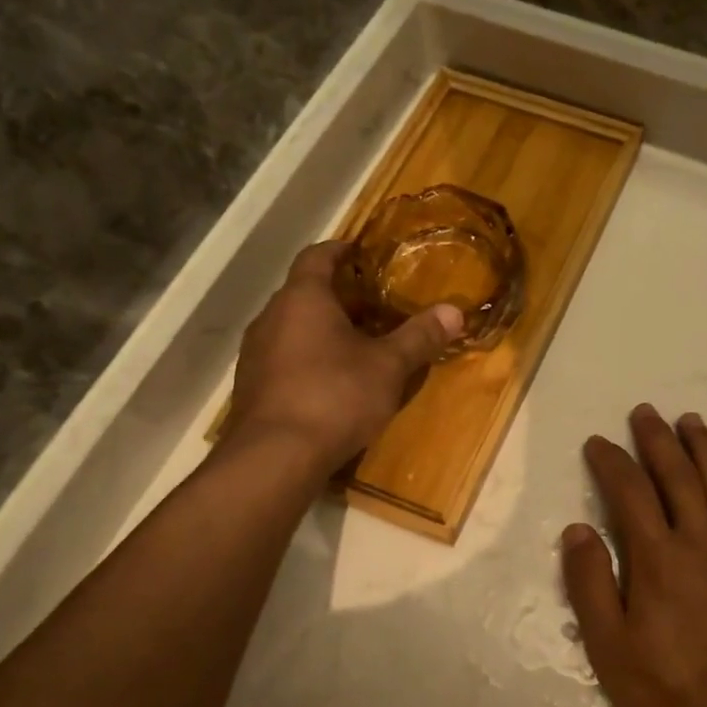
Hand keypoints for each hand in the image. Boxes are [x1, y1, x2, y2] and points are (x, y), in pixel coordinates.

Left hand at [218, 242, 461, 472]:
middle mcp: (271, 317)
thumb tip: (454, 311)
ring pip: (292, 327)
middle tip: (373, 304)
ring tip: (355, 343)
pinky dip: (307, 357)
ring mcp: (255, 353)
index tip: (361, 252)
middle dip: (337, 295)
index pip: (317, 256)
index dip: (340, 250)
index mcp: (303, 299)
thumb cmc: (335, 396)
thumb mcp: (388, 366)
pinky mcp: (251, 386)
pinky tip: (330, 380)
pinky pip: (283, 357)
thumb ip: (419, 336)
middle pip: (304, 292)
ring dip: (320, 328)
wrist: (275, 457)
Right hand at [561, 404, 706, 706]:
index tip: (597, 443)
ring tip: (690, 420)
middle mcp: (698, 541)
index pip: (629, 492)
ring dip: (704, 448)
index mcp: (656, 556)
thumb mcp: (607, 642)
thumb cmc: (662, 684)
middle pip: (676, 476)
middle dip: (657, 439)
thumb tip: (577, 530)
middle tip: (645, 412)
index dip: (611, 462)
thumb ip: (590, 582)